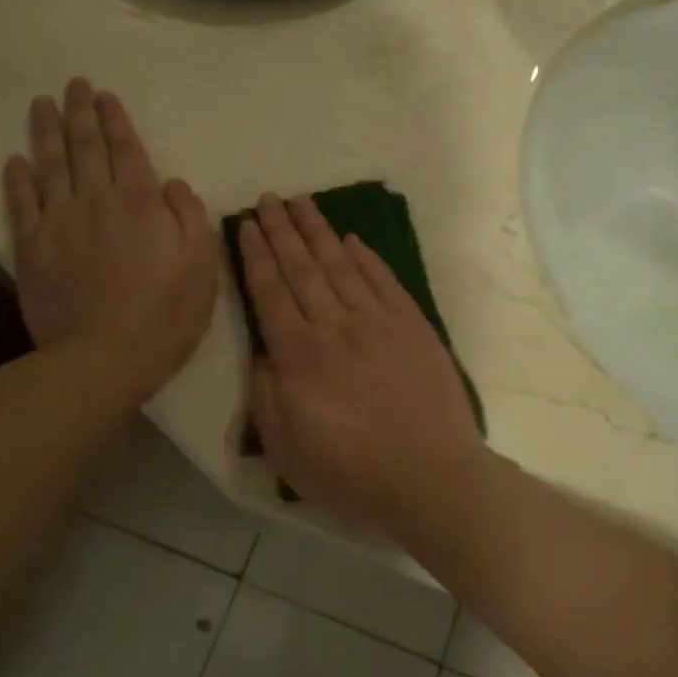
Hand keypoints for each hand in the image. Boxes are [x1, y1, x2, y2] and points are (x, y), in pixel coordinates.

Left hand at [4, 79, 217, 403]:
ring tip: (42, 104)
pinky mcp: (32, 249)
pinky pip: (22, 204)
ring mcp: (59, 223)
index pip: (126, 148)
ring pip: (50, 165)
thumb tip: (172, 183)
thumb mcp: (202, 265)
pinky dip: (18, 179)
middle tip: (73, 85)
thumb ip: (190, 216)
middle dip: (80, 112)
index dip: (115, 119)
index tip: (104, 94)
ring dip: (46, 132)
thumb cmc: (165, 313)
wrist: (105, 357)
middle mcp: (96, 201)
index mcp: (140, 202)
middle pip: (85, 146)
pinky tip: (15, 161)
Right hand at [238, 194, 486, 534]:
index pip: (270, 291)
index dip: (256, 255)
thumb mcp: (286, 450)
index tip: (247, 225)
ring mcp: (377, 322)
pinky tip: (353, 239)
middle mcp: (334, 326)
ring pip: (341, 265)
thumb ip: (265, 396)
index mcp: (298, 355)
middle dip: (282, 230)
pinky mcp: (412, 326)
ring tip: (302, 203)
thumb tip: (262, 352)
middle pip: (302, 268)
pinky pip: (384, 281)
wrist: (430, 478)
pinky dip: (367, 257)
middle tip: (269, 198)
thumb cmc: (351, 474)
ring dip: (319, 231)